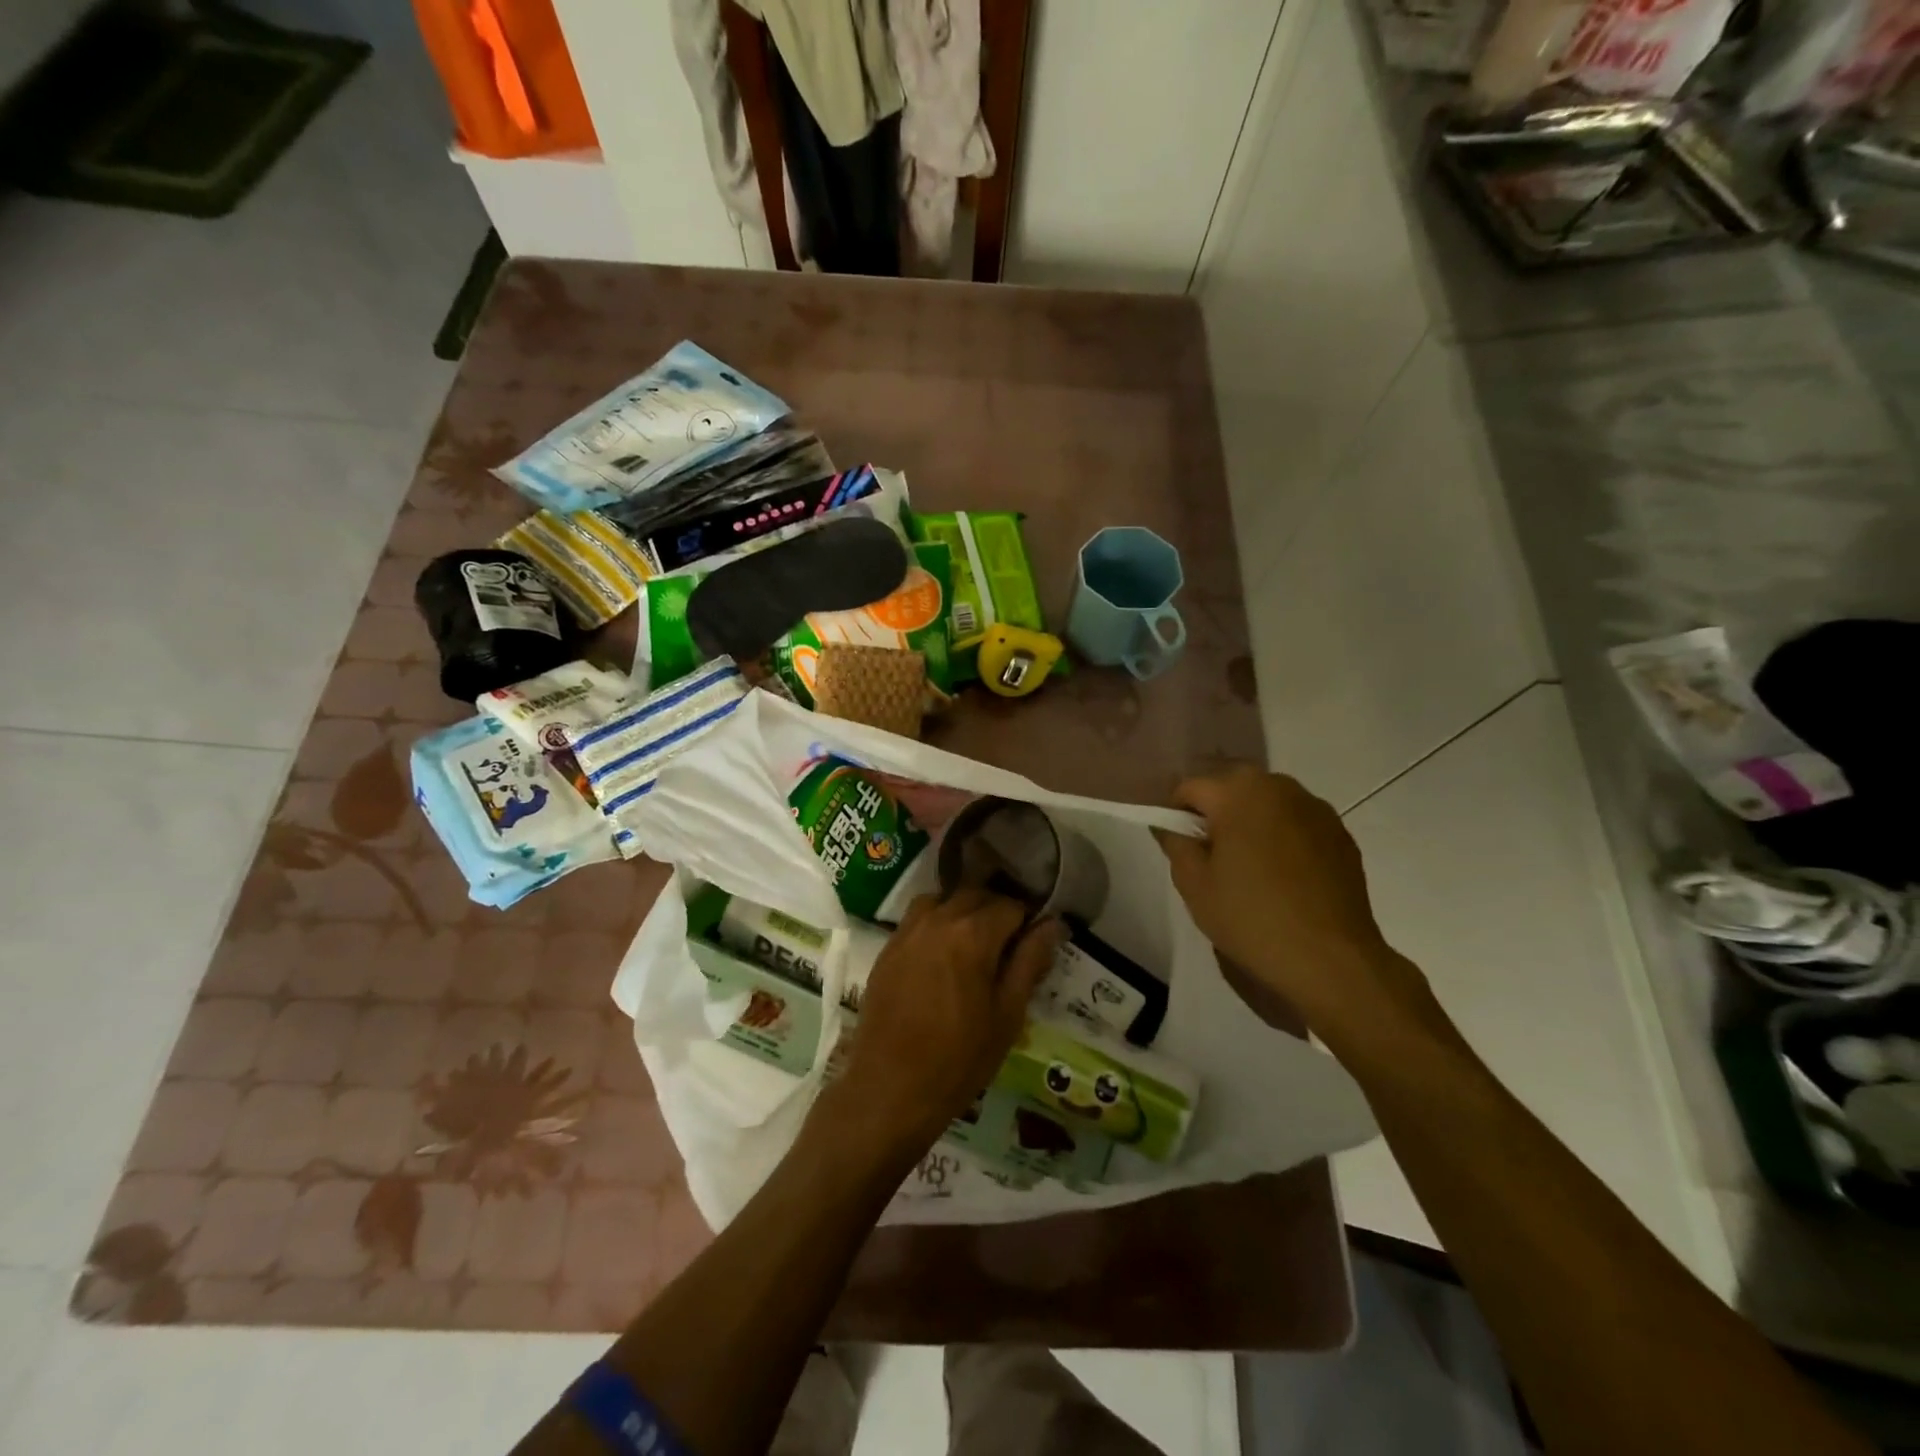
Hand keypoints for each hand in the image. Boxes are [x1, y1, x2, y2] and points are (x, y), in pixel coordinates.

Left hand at [827, 889, 1063, 1153]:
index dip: (1028, 922)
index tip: (1034, 945)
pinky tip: (942, 955)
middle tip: (1009, 946)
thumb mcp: (1007, 1015)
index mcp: (973, 934)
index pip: (1012, 906)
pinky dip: (937, 922)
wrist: (890, 1088)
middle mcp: (938, 919)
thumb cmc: (959, 1058)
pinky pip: (918, 917)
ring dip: (964, 911)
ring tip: (974, 945)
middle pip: (977, 895)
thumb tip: (1053, 925)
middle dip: (997, 911)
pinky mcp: (888, 946)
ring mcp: (908, 930)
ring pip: (944, 899)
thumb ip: (1030, 962)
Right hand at [1156, 766, 1434, 1040]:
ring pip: (1266, 804)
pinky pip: (1296, 823)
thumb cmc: (1251, 917)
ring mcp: (1315, 808)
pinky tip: (1286, 879)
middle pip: (1231, 789)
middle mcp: (1278, 786)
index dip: (1177, 817)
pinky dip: (1283, 839)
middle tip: (1216, 861)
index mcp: (1238, 792)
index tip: (1183, 851)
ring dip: (1252, 824)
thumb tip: (1170, 823)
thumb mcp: (1193, 883)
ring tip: (1254, 871)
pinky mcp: (1340, 832)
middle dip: (1217, 816)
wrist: (1330, 959)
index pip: (1189, 789)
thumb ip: (1175, 842)